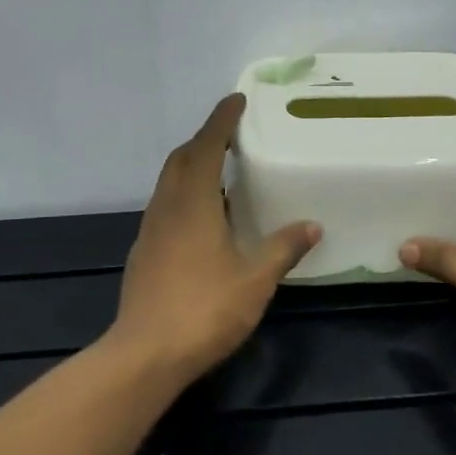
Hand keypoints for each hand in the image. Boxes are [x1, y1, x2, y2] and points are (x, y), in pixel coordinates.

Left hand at [108, 95, 320, 381]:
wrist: (145, 354)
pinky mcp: (143, 252)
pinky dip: (184, 195)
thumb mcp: (255, 280)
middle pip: (182, 159)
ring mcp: (150, 230)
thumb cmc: (204, 309)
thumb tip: (311, 225)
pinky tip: (204, 220)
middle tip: (232, 136)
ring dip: (193, 167)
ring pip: (169, 183)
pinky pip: (165, 206)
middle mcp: (167, 207)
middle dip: (205, 140)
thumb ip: (283, 249)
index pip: (207, 146)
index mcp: (193, 203)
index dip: (221, 120)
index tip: (236, 100)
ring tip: (222, 173)